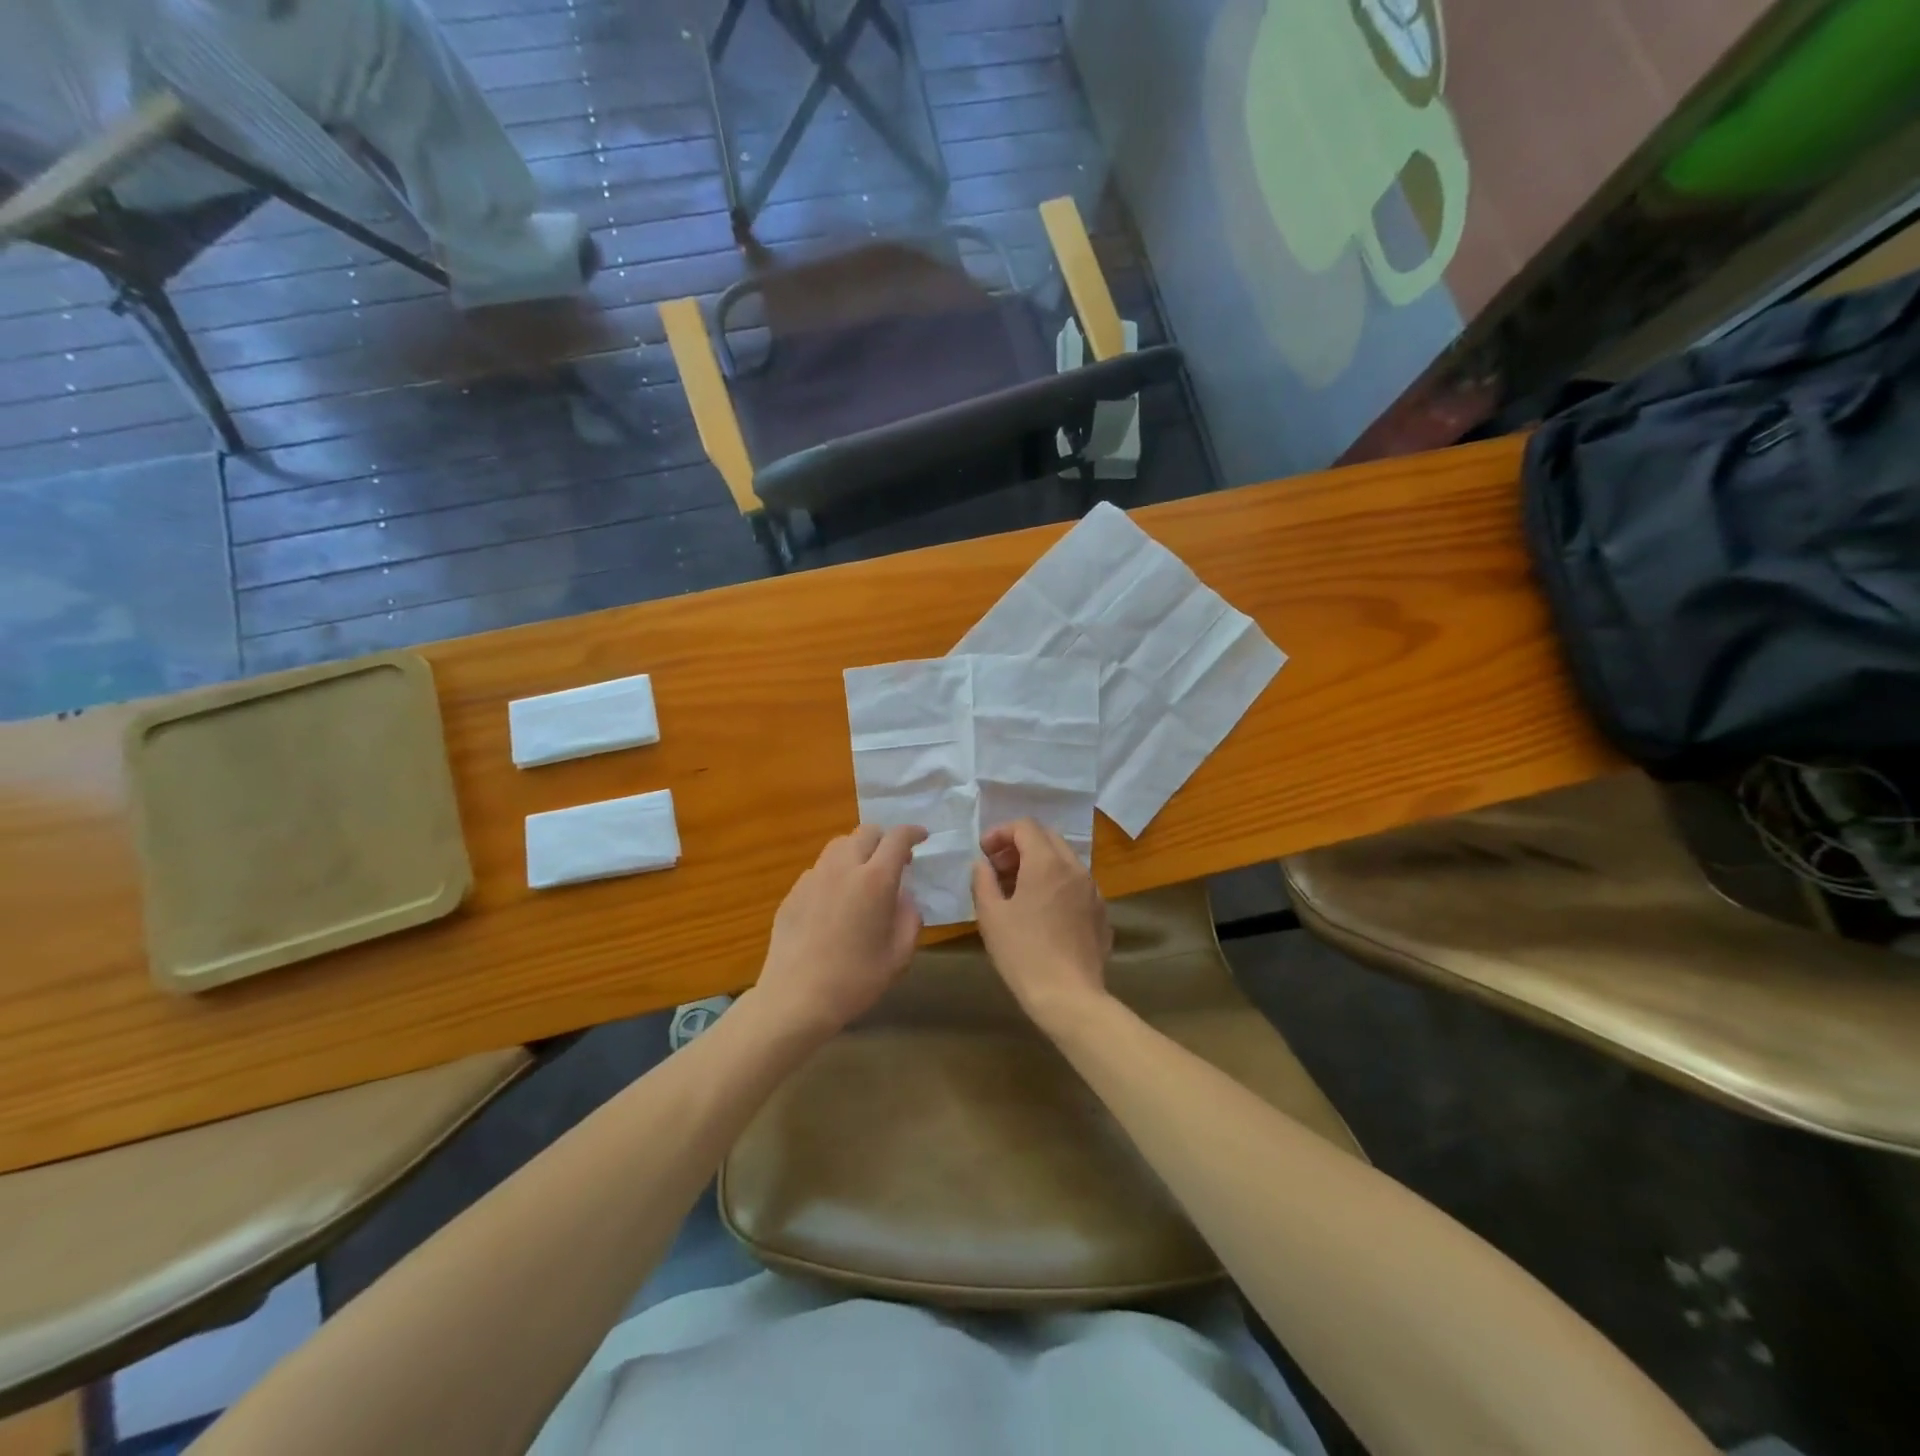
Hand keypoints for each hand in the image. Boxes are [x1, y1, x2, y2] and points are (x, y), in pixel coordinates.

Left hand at [753, 824, 927, 1041]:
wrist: (796, 998)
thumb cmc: (856, 979)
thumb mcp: (899, 954)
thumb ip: (909, 917)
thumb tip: (903, 897)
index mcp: (875, 880)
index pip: (897, 838)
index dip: (912, 832)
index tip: (922, 837)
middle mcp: (843, 868)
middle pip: (865, 832)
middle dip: (884, 839)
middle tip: (894, 862)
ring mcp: (813, 878)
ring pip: (838, 846)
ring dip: (857, 852)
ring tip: (863, 877)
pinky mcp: (793, 892)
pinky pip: (819, 870)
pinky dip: (834, 874)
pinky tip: (835, 903)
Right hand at [971, 819, 1111, 1032]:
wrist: (1068, 996)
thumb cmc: (1023, 953)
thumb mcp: (991, 916)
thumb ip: (983, 880)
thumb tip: (982, 864)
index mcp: (1047, 863)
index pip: (1025, 826)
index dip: (1000, 832)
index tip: (984, 852)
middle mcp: (1075, 868)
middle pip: (1047, 838)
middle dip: (1019, 845)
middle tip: (998, 867)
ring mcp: (1093, 890)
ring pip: (1064, 861)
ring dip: (1039, 864)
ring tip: (1017, 890)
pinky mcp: (1101, 913)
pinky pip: (1076, 885)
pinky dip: (1056, 885)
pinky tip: (1043, 912)